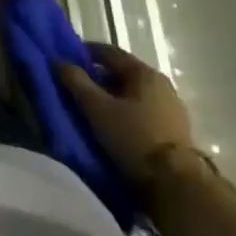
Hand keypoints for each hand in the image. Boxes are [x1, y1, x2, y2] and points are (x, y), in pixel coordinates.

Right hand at [56, 43, 196, 187]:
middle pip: (122, 72)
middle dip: (97, 76)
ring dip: (112, 95)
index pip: (109, 52)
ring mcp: (171, 107)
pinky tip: (113, 123)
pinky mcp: (175, 129)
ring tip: (92, 107)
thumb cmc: (133, 137)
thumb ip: (76, 82)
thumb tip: (59, 61)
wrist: (176, 182)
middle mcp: (161, 84)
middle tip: (75, 85)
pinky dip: (125, 110)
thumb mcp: (97, 109)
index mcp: (144, 73)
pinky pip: (143, 110)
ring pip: (133, 92)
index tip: (66, 58)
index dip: (85, 52)